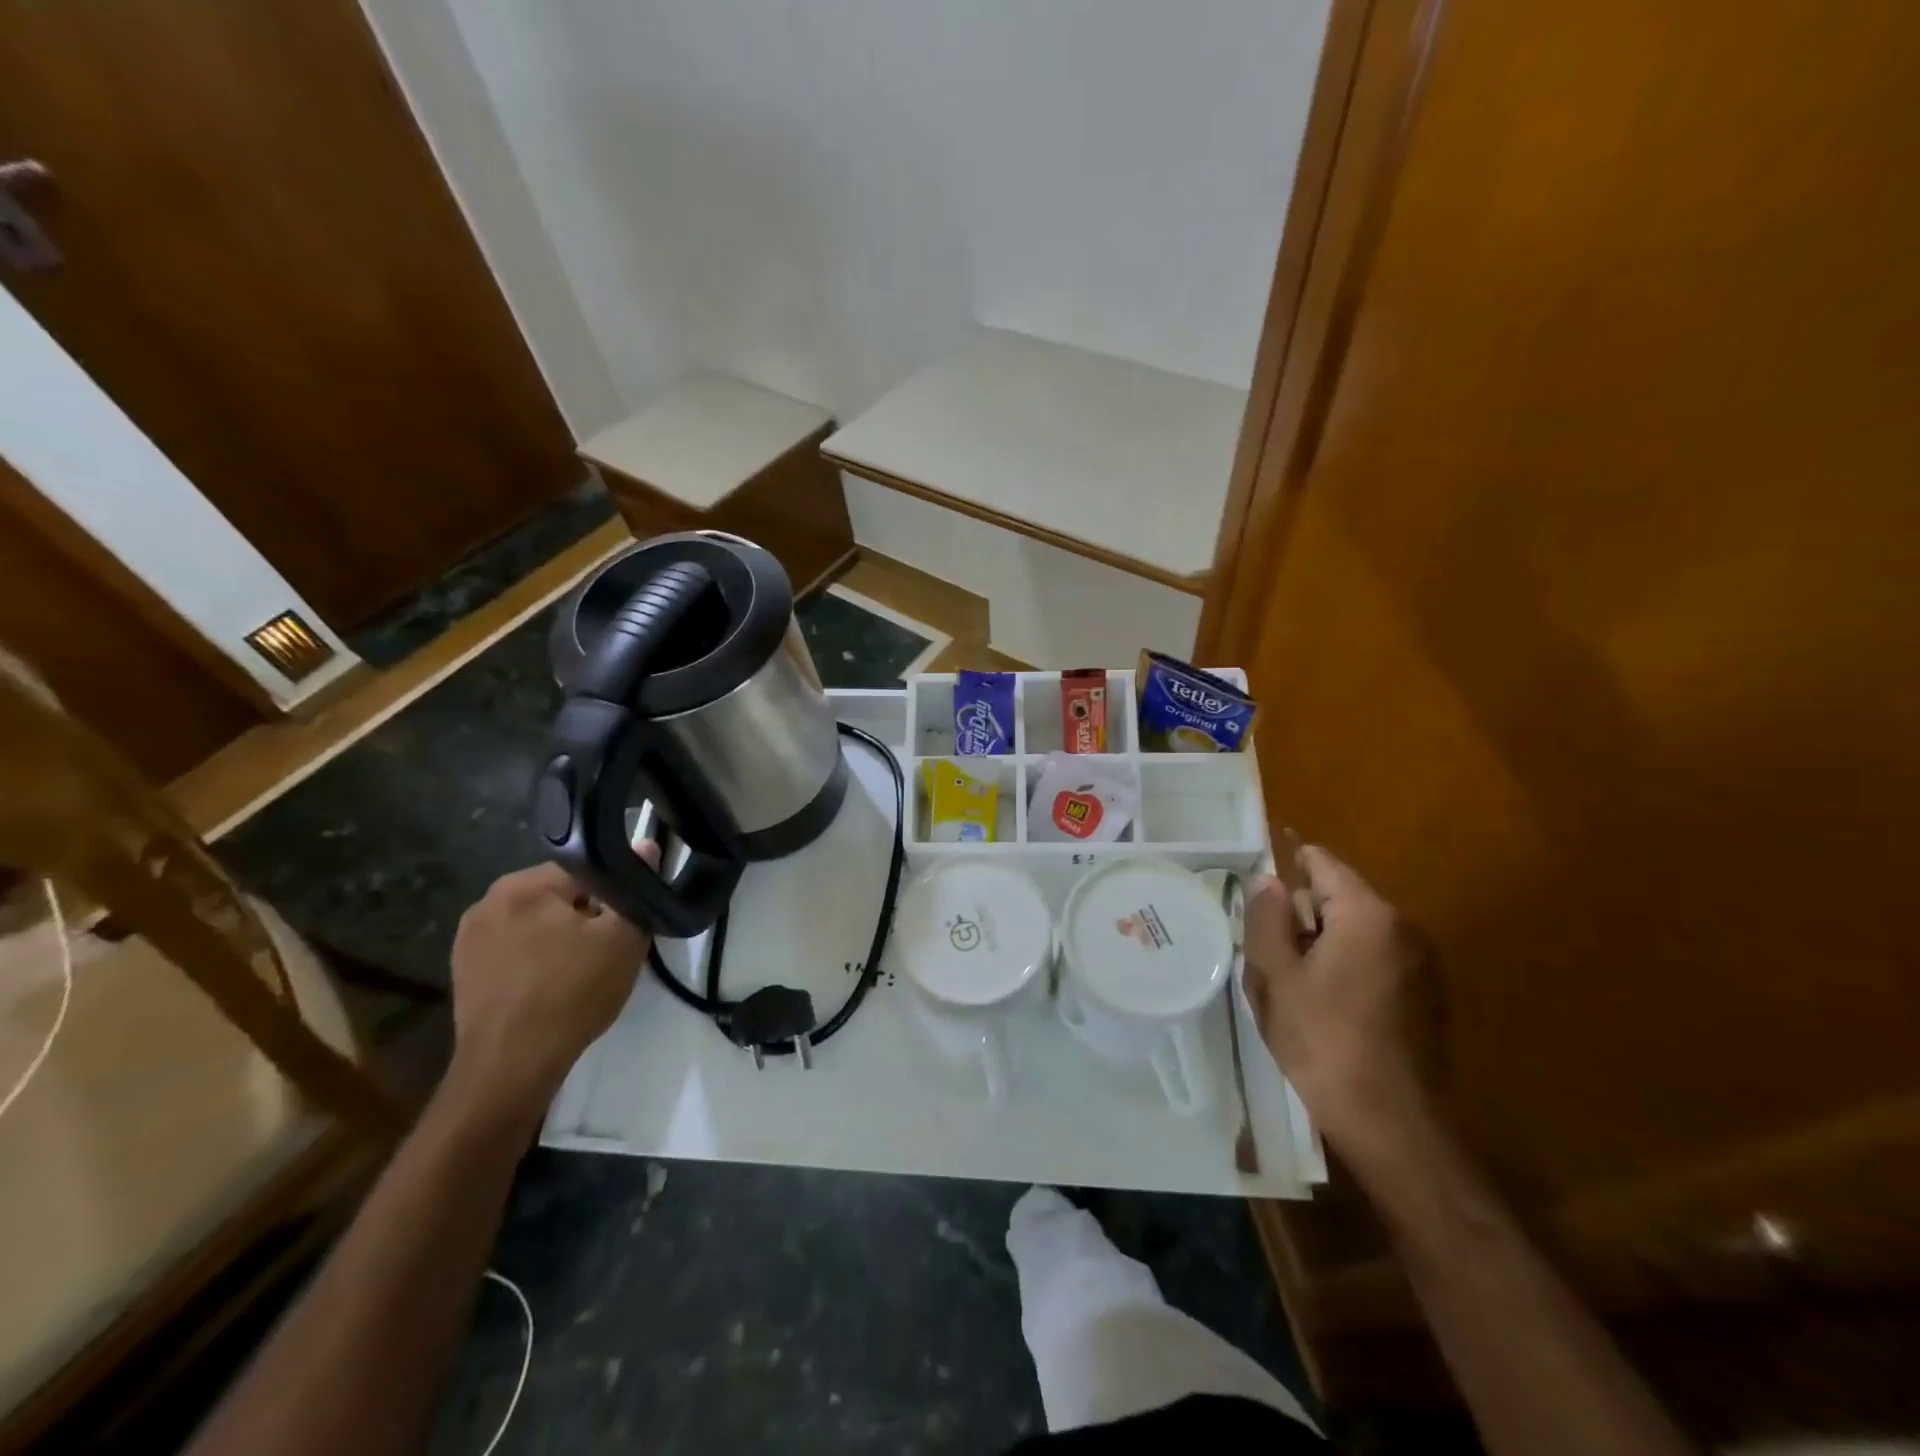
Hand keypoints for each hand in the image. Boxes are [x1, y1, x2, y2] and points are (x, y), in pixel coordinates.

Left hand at [445, 858, 653, 1123]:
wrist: (511, 1067)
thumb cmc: (572, 993)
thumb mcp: (623, 937)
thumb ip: (634, 888)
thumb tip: (645, 844)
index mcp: (523, 884)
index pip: (585, 870)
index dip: (613, 897)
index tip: (624, 926)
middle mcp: (487, 900)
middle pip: (558, 896)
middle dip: (584, 916)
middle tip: (606, 951)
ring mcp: (468, 938)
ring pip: (536, 923)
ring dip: (559, 939)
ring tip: (579, 973)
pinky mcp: (462, 971)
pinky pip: (514, 949)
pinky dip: (535, 960)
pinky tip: (550, 988)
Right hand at [1243, 846, 1434, 1164]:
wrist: (1394, 1126)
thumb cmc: (1324, 1043)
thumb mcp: (1277, 976)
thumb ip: (1267, 918)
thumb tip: (1268, 879)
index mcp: (1368, 915)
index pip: (1322, 863)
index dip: (1285, 870)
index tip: (1257, 900)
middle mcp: (1404, 928)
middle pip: (1338, 897)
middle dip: (1300, 918)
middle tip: (1268, 960)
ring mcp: (1421, 964)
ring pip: (1354, 932)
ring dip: (1320, 947)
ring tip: (1292, 990)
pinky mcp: (1426, 996)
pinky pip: (1375, 961)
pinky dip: (1345, 969)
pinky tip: (1326, 1012)